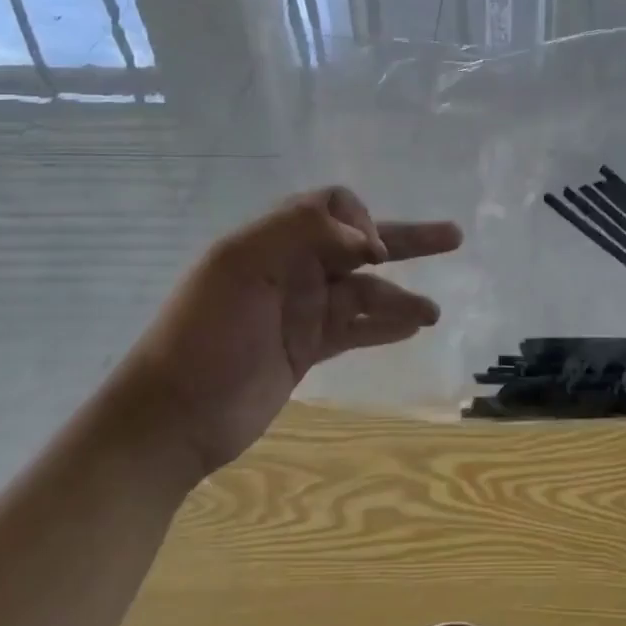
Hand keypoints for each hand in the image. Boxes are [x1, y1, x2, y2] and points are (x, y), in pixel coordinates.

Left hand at [120, 188, 462, 476]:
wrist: (171, 419)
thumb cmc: (205, 335)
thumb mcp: (240, 266)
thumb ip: (302, 233)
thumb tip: (367, 241)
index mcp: (274, 240)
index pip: (332, 206)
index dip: (361, 220)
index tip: (370, 254)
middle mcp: (294, 267)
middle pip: (361, 243)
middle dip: (406, 239)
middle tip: (453, 236)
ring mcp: (302, 309)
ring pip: (365, 291)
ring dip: (402, 296)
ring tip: (433, 312)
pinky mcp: (308, 348)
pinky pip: (356, 328)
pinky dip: (385, 325)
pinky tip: (412, 327)